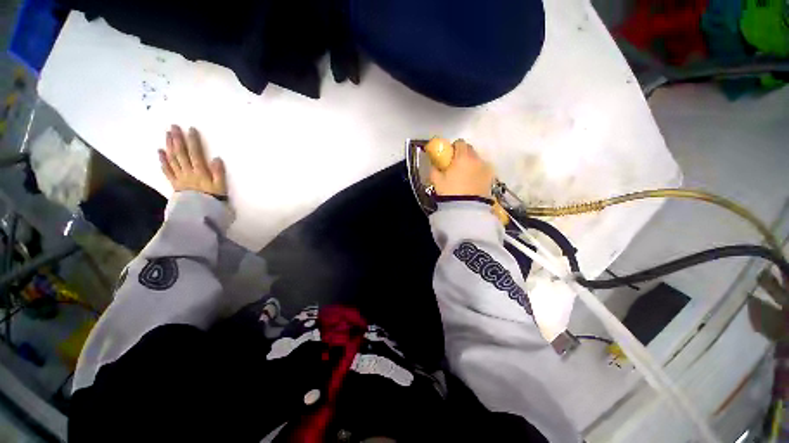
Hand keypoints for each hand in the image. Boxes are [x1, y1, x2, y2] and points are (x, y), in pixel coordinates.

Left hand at [159, 125, 226, 195]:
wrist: (200, 213)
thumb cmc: (214, 199)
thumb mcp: (221, 187)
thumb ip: (218, 173)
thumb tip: (216, 158)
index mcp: (200, 172)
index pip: (195, 153)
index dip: (193, 141)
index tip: (191, 129)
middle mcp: (187, 171)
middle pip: (181, 153)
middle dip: (177, 139)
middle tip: (174, 126)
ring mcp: (179, 177)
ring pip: (173, 159)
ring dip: (169, 145)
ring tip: (167, 134)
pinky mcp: (174, 183)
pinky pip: (167, 170)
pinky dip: (163, 160)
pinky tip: (160, 151)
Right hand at [429, 139, 494, 198]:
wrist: (467, 210)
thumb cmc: (450, 193)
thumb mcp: (436, 181)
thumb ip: (434, 168)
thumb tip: (434, 163)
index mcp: (463, 157)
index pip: (460, 142)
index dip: (453, 148)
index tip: (448, 156)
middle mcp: (477, 159)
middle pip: (470, 150)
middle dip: (463, 154)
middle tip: (455, 166)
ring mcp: (486, 169)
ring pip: (477, 160)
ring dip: (471, 163)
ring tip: (464, 176)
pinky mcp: (491, 179)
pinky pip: (483, 170)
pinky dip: (477, 172)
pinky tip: (472, 182)